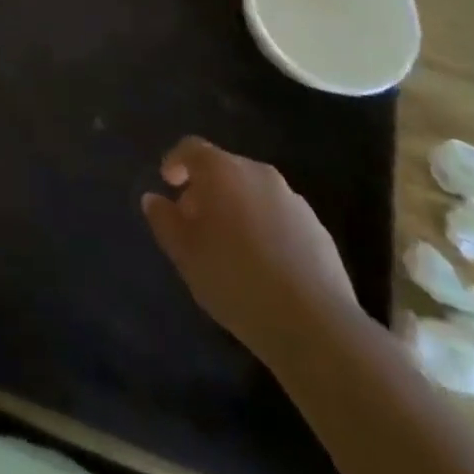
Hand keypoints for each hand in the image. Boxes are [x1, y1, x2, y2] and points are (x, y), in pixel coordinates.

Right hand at [142, 138, 359, 365]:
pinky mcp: (319, 230)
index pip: (191, 148)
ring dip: (238, 209)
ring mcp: (293, 201)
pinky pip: (280, 218)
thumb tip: (154, 199)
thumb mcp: (185, 254)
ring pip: (254, 194)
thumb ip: (164, 220)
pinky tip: (264, 266)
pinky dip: (265, 229)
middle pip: (225, 169)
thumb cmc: (235, 279)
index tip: (168, 184)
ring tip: (231, 248)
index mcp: (222, 170)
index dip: (175, 162)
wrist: (314, 325)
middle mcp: (258, 174)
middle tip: (195, 223)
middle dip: (207, 190)